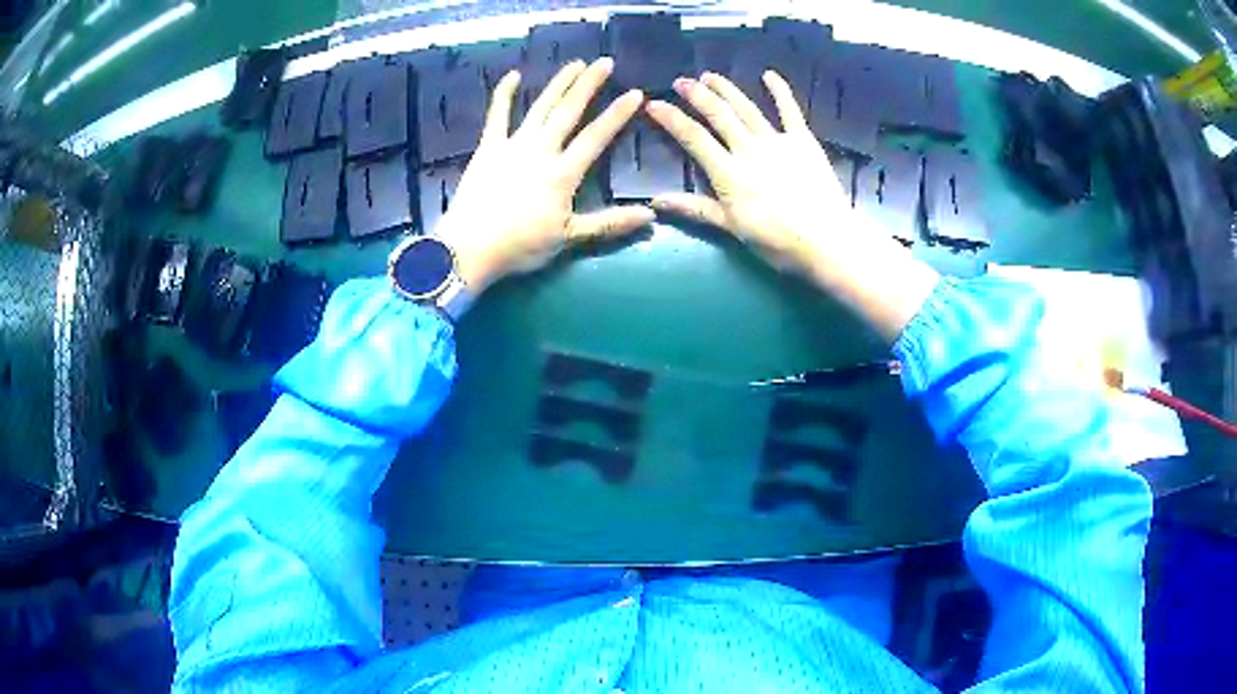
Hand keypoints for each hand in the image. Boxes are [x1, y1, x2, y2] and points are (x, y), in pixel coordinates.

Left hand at [433, 58, 653, 292]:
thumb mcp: (569, 237)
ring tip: (575, 63)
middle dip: (588, 85)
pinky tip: (513, 75)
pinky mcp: (487, 148)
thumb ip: (609, 223)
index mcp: (563, 173)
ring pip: (540, 108)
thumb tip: (651, 216)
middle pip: (568, 112)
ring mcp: (512, 146)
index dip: (617, 114)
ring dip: (558, 84)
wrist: (469, 248)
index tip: (635, 93)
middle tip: (604, 62)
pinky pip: (496, 116)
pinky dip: (504, 95)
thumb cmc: (521, 246)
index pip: (596, 137)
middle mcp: (541, 151)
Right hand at [645, 71, 939, 341]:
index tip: (654, 104)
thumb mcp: (732, 228)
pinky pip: (790, 111)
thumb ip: (695, 209)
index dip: (672, 119)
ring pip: (747, 109)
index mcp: (728, 173)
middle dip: (697, 95)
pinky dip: (780, 91)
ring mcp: (777, 142)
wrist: (827, 241)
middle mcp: (749, 149)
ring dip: (727, 90)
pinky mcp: (803, 141)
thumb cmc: (778, 241)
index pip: (693, 138)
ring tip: (710, 76)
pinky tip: (768, 75)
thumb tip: (655, 200)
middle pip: (719, 115)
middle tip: (681, 81)